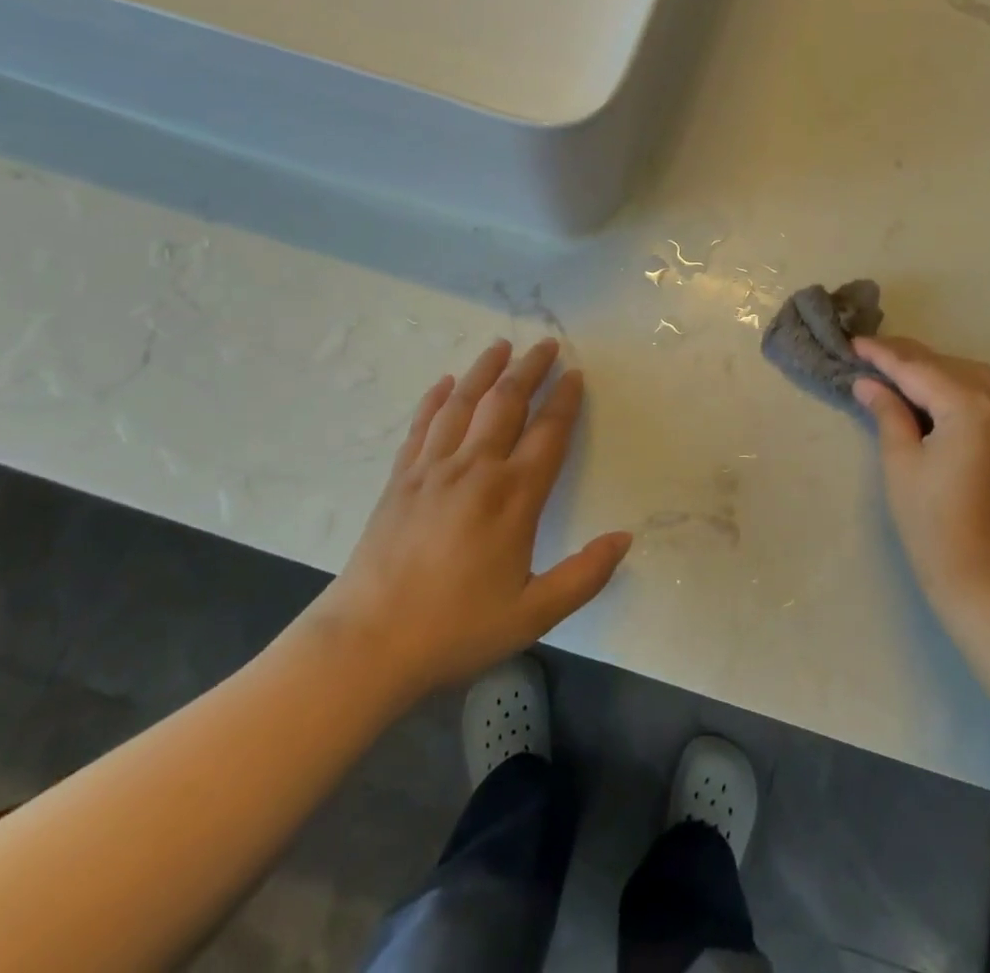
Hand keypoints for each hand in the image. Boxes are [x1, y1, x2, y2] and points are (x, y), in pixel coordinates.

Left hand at [303, 339, 631, 710]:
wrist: (365, 646)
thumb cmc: (455, 630)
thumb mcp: (534, 615)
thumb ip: (585, 575)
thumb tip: (625, 538)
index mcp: (514, 496)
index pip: (548, 432)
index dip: (565, 399)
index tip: (576, 374)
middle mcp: (475, 469)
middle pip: (506, 403)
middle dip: (530, 369)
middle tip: (546, 344)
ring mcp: (432, 470)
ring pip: (463, 403)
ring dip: (484, 371)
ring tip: (501, 345)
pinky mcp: (400, 480)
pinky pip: (422, 426)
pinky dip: (435, 399)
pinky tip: (444, 383)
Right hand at [851, 336, 989, 616]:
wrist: (987, 581)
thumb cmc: (933, 523)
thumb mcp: (901, 461)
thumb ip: (888, 412)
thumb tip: (868, 382)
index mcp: (969, 405)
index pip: (917, 369)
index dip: (882, 355)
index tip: (853, 343)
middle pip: (947, 366)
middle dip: (908, 358)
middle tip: (870, 355)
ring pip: (971, 376)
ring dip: (935, 370)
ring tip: (898, 373)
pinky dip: (960, 389)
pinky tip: (935, 397)